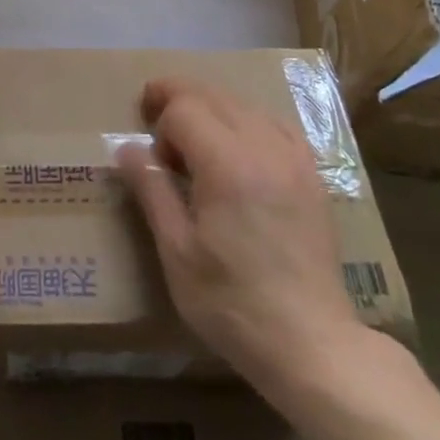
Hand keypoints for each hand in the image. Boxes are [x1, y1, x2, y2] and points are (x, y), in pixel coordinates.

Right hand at [116, 77, 362, 394]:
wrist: (311, 344)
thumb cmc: (232, 302)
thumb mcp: (177, 251)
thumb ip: (152, 190)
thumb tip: (127, 148)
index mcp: (227, 164)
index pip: (185, 108)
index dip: (160, 118)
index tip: (149, 150)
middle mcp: (264, 148)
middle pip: (214, 95)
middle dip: (179, 97)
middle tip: (154, 116)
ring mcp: (294, 160)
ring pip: (245, 105)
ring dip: (212, 107)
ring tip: (192, 135)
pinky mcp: (312, 176)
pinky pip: (275, 125)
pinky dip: (248, 121)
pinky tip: (239, 145)